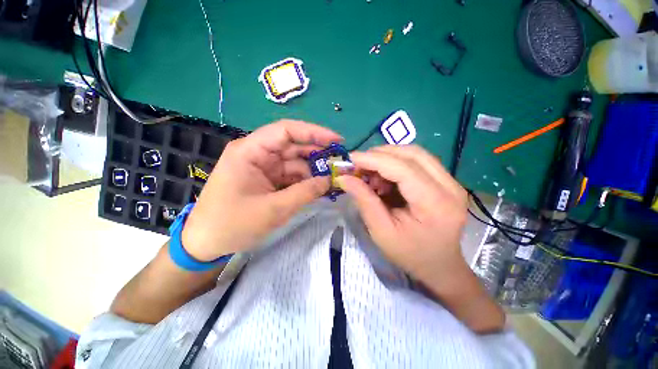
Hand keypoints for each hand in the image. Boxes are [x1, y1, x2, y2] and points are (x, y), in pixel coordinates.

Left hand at [182, 120, 342, 260]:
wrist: (206, 243)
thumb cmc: (232, 224)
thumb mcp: (274, 209)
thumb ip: (305, 192)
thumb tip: (329, 180)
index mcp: (250, 151)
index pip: (286, 130)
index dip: (314, 132)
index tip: (337, 140)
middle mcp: (257, 153)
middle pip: (293, 146)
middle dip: (317, 154)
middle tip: (339, 163)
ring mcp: (262, 166)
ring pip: (294, 162)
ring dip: (313, 170)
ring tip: (332, 179)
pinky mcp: (266, 179)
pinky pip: (290, 175)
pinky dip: (305, 181)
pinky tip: (318, 187)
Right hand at [337, 145, 468, 282]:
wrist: (440, 266)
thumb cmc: (410, 254)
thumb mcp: (381, 231)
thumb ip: (364, 201)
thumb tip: (345, 178)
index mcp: (435, 203)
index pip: (403, 168)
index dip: (374, 159)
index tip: (351, 158)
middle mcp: (450, 186)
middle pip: (412, 153)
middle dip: (380, 154)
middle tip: (360, 166)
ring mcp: (452, 182)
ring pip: (415, 154)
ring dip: (388, 158)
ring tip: (372, 176)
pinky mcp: (447, 181)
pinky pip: (418, 162)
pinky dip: (396, 164)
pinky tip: (385, 180)